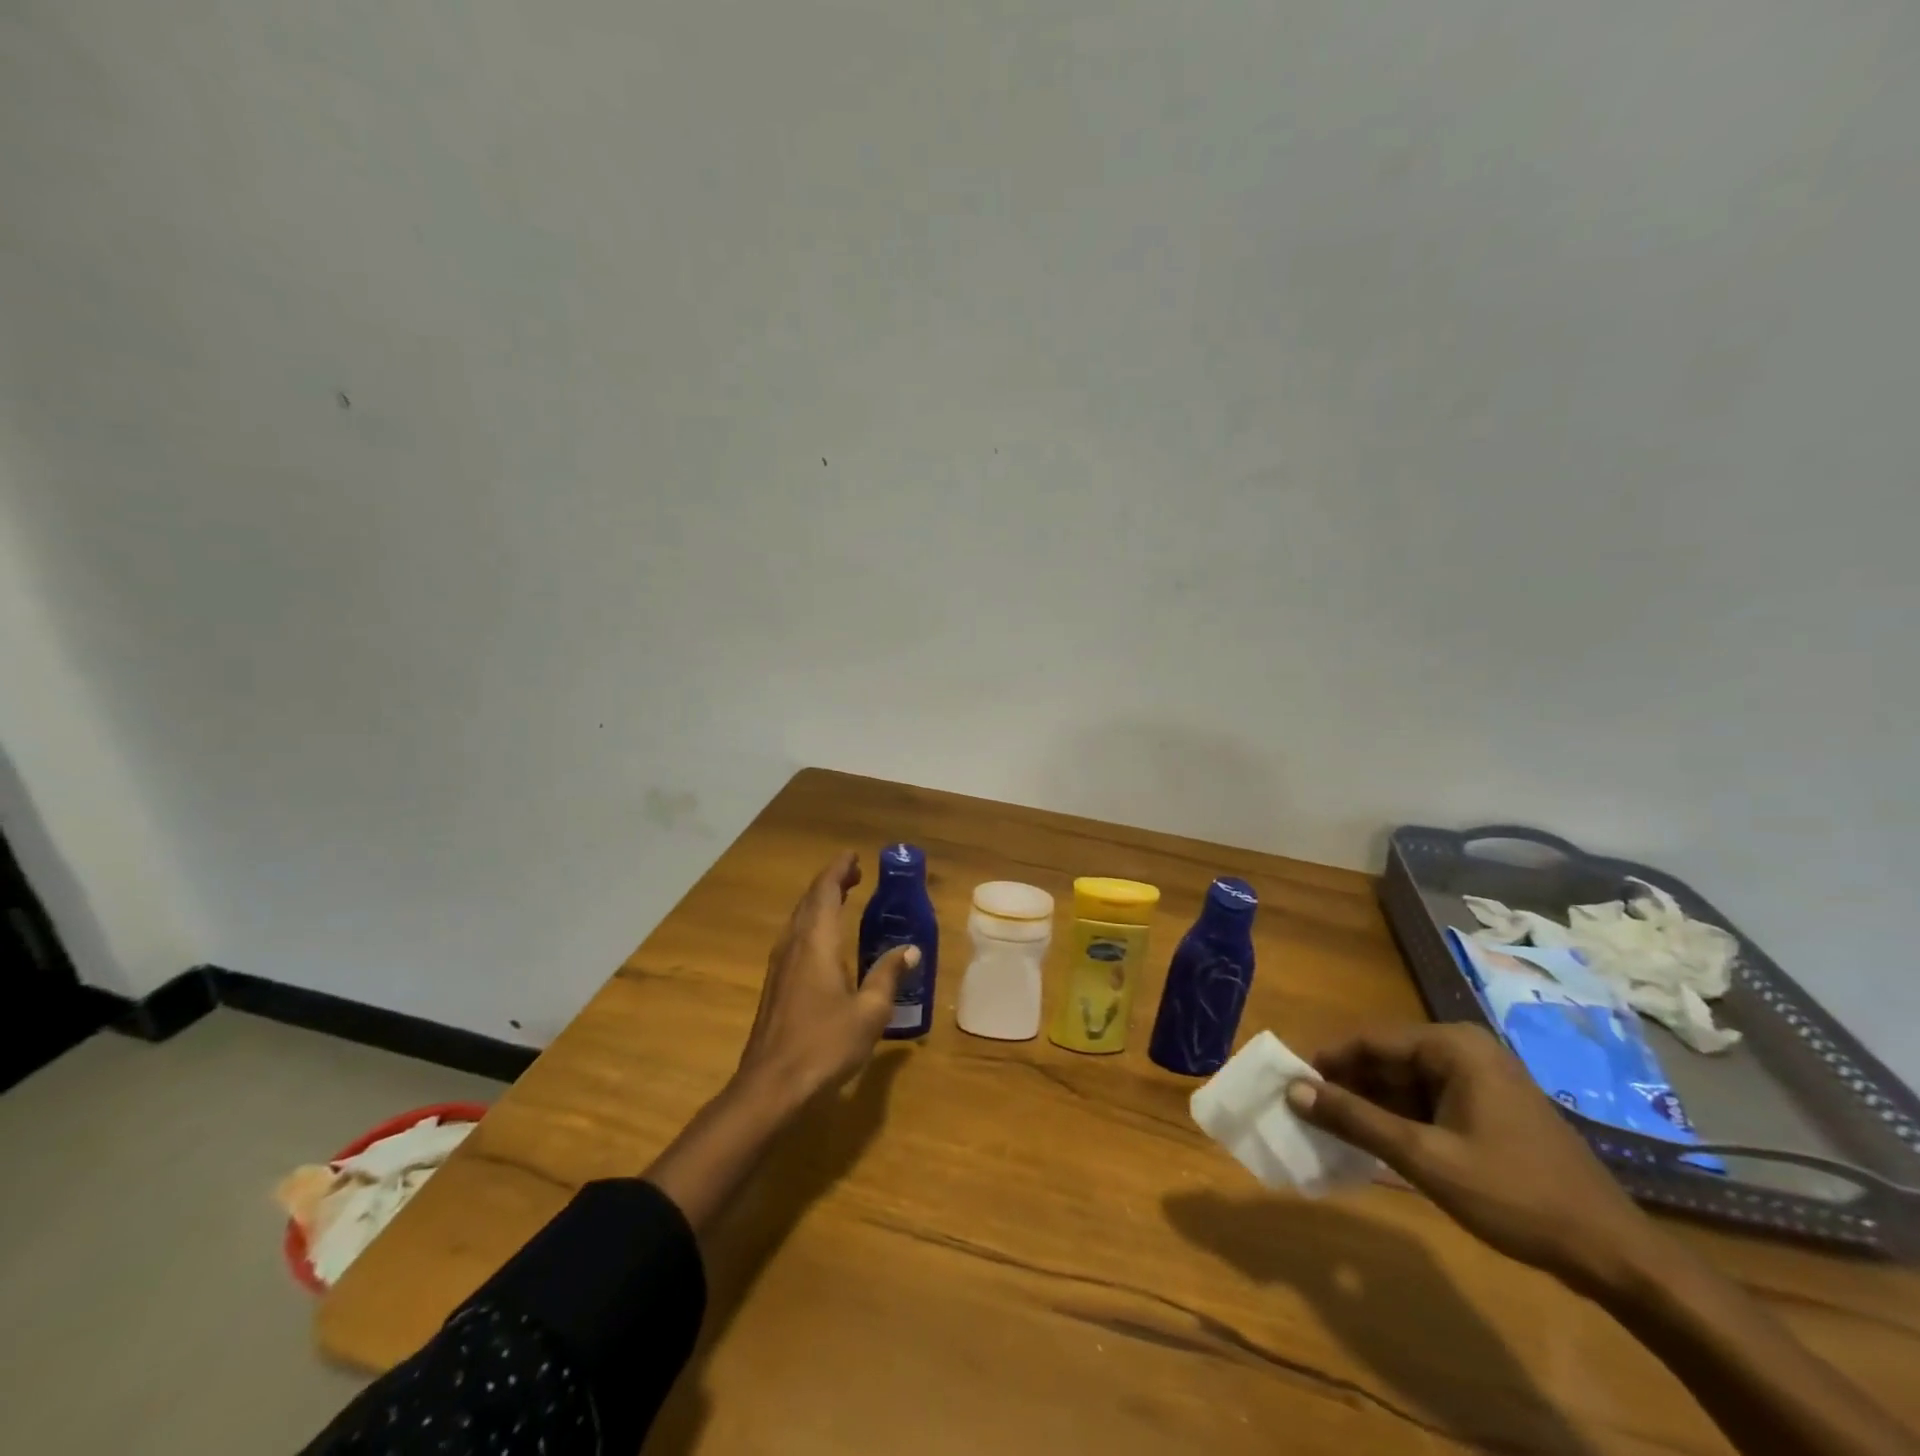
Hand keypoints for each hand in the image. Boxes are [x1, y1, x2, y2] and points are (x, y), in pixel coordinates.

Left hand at [735, 851, 917, 1103]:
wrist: (771, 1086)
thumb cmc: (824, 1044)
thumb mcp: (870, 1012)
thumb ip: (888, 975)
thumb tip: (909, 949)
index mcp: (817, 942)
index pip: (826, 891)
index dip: (839, 870)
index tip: (855, 856)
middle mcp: (794, 945)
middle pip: (810, 901)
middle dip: (831, 882)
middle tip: (855, 873)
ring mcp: (780, 965)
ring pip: (799, 919)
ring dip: (820, 902)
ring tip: (843, 898)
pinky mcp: (775, 985)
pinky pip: (795, 938)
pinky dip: (813, 924)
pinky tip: (825, 941)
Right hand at [1287, 1022, 1653, 1294]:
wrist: (1615, 1255)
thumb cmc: (1515, 1195)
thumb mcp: (1425, 1158)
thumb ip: (1355, 1120)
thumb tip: (1292, 1090)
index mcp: (1452, 1046)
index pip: (1369, 1039)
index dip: (1326, 1061)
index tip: (1291, 1086)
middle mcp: (1465, 1050)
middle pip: (1387, 1058)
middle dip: (1348, 1085)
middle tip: (1309, 1112)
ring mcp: (1481, 1079)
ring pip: (1405, 1081)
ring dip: (1371, 1105)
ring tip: (1334, 1131)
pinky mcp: (1490, 1108)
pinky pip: (1428, 1101)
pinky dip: (1400, 1119)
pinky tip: (1378, 1144)